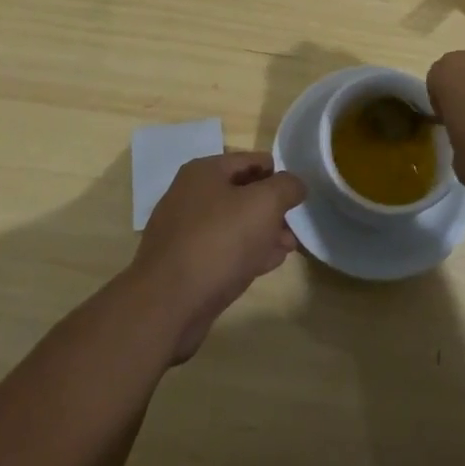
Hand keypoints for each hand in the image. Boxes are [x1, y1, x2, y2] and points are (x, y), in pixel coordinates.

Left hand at [129, 152, 304, 363]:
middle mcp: (189, 196)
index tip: (297, 197)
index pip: (251, 160)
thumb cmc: (219, 242)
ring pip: (233, 224)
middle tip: (294, 227)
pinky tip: (264, 265)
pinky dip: (244, 253)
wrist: (167, 304)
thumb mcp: (264, 204)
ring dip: (262, 233)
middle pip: (242, 193)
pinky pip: (221, 250)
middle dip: (271, 209)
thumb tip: (295, 184)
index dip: (278, 175)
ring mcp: (183, 232)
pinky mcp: (182, 265)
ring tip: (287, 248)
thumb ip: (287, 187)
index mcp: (204, 172)